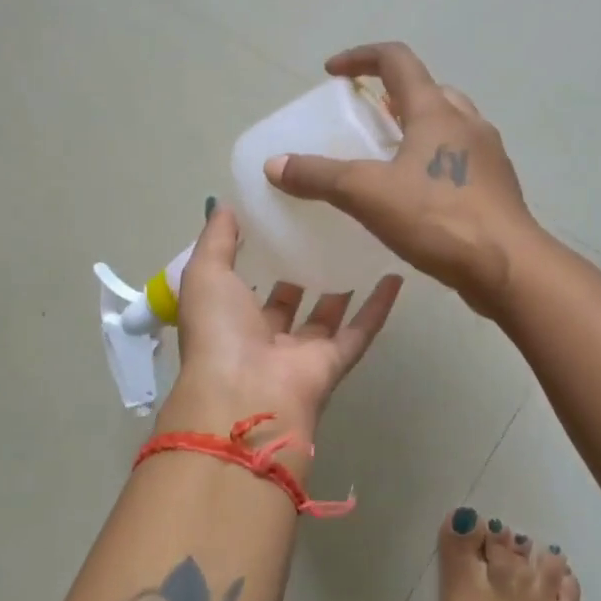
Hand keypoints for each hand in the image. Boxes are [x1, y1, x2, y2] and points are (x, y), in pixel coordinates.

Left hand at [157, 204, 402, 444]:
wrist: (244, 395)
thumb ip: (217, 240)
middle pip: (288, 301)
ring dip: (341, 286)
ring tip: (359, 246)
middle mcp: (264, 337)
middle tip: (324, 230)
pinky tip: (394, 276)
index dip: (260, 257)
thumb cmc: (219, 331)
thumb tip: (227, 206)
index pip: (246, 286)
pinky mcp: (333, 363)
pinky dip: (377, 307)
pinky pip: (359, 331)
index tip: (280, 222)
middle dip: (301, 270)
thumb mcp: (205, 273)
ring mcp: (301, 353)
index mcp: (229, 319)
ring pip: (326, 316)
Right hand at [265, 43, 542, 317]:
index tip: (333, 73)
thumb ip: (320, 177)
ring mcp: (488, 155)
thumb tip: (275, 165)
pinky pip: (459, 159)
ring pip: (447, 125)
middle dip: (392, 96)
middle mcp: (467, 123)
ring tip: (387, 158)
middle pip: (426, 90)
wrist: (508, 267)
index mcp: (436, 111)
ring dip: (415, 129)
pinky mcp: (496, 187)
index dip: (361, 57)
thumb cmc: (439, 219)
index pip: (397, 60)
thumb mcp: (368, 194)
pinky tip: (416, 197)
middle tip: (365, 119)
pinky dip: (433, 161)